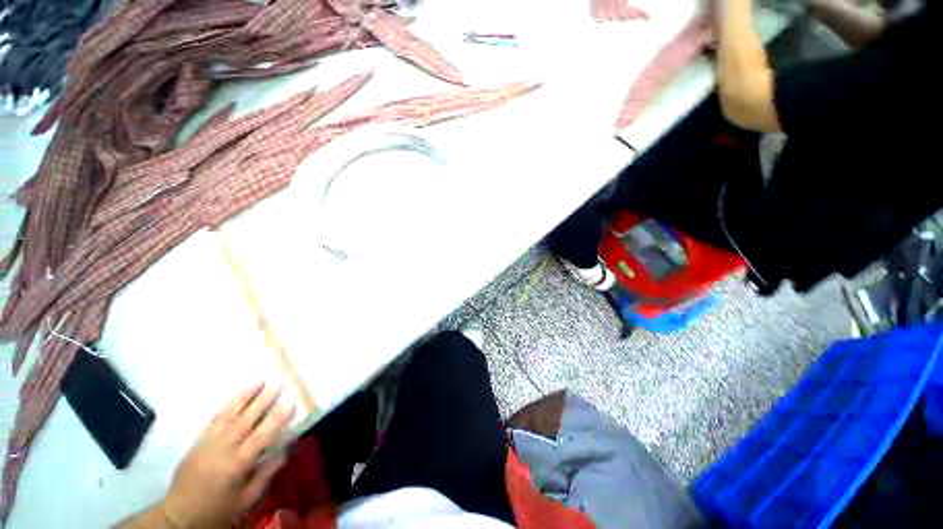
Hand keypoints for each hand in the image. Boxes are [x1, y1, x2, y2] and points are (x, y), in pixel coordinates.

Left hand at [161, 383, 295, 527]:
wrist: (179, 514)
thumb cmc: (219, 509)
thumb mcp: (247, 498)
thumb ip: (267, 472)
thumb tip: (286, 448)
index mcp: (237, 464)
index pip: (261, 436)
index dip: (277, 418)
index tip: (291, 402)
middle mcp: (222, 449)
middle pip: (246, 419)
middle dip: (264, 400)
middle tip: (279, 382)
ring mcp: (208, 442)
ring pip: (229, 414)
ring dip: (245, 396)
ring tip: (260, 381)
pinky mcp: (198, 441)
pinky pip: (215, 419)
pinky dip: (228, 405)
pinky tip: (237, 397)